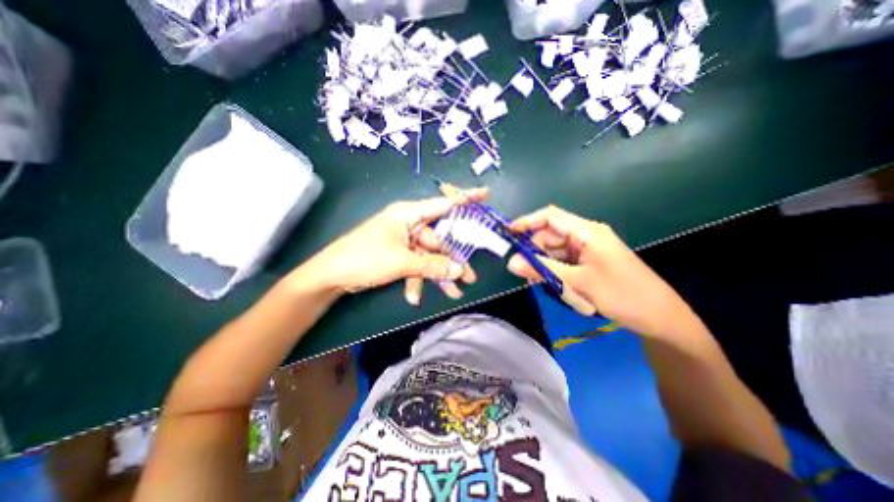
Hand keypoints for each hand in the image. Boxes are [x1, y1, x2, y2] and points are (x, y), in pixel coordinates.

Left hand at [310, 191, 487, 302]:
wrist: (331, 275)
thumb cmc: (365, 258)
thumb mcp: (402, 262)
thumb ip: (433, 265)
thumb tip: (460, 270)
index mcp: (409, 214)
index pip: (442, 204)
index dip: (465, 200)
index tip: (485, 194)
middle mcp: (409, 224)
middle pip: (439, 240)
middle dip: (452, 260)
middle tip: (469, 277)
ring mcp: (404, 240)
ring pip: (429, 257)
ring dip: (437, 275)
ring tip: (452, 293)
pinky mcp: (398, 254)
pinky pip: (415, 265)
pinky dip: (417, 280)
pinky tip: (414, 297)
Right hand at [509, 204, 696, 337]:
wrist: (660, 317)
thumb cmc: (621, 294)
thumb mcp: (577, 282)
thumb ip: (542, 269)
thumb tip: (511, 263)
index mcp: (586, 231)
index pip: (550, 217)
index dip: (527, 222)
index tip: (507, 234)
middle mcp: (585, 235)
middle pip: (549, 236)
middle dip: (535, 252)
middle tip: (525, 274)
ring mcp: (587, 250)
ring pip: (554, 252)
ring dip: (546, 267)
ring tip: (547, 286)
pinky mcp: (589, 262)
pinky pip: (563, 263)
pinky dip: (556, 273)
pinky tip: (558, 287)